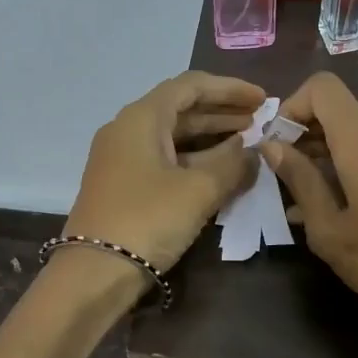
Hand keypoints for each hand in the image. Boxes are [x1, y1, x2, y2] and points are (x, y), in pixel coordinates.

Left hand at [62, 72, 265, 273]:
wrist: (95, 271)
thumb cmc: (148, 219)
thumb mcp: (199, 190)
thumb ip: (233, 165)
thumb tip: (254, 153)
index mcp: (142, 117)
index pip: (191, 86)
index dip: (230, 89)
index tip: (262, 99)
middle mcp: (128, 130)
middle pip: (181, 108)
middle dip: (222, 112)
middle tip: (260, 121)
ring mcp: (123, 159)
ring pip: (173, 136)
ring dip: (211, 137)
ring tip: (247, 143)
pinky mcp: (124, 185)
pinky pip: (165, 159)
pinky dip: (195, 159)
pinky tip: (220, 170)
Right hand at [263, 73, 357, 357]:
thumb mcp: (330, 230)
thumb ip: (299, 180)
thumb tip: (272, 145)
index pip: (322, 87)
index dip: (292, 108)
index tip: (278, 148)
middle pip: (340, 112)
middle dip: (307, 139)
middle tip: (287, 185)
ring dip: (330, 158)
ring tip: (312, 206)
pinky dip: (356, 167)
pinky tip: (346, 210)